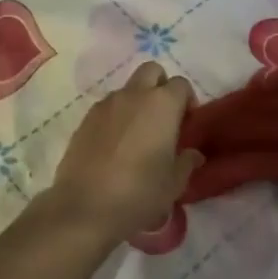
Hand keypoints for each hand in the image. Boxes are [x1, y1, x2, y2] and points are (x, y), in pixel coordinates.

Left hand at [41, 61, 202, 246]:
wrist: (84, 207)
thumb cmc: (140, 193)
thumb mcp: (174, 183)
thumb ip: (186, 162)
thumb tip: (193, 154)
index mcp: (162, 104)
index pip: (181, 84)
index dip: (187, 101)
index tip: (187, 124)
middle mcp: (133, 95)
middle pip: (152, 71)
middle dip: (161, 86)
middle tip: (164, 118)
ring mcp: (105, 105)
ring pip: (127, 89)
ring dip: (137, 102)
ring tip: (138, 135)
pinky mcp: (84, 119)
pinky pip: (107, 107)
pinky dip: (116, 117)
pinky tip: (116, 146)